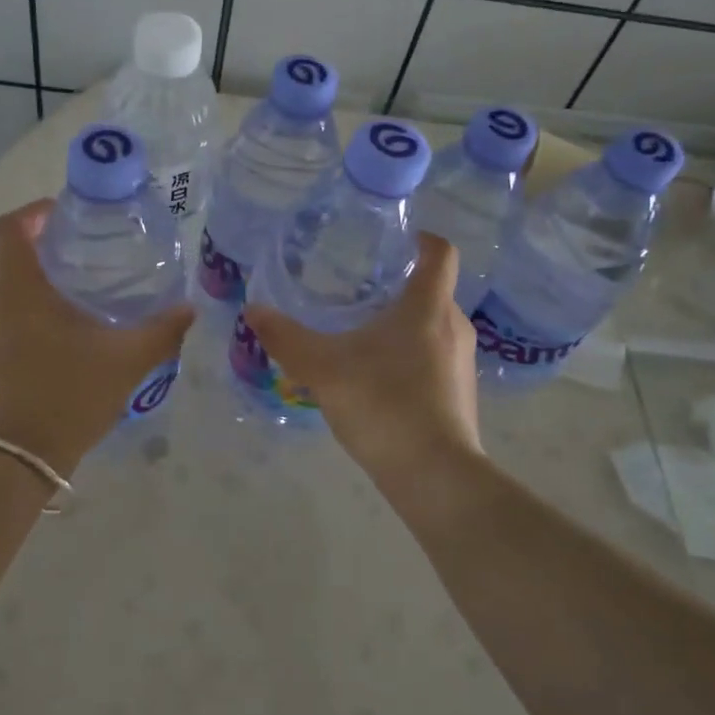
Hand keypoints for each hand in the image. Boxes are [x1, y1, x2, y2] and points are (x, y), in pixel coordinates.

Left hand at [0, 199, 193, 475]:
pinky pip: (0, 333)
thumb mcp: (126, 361)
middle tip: (88, 272)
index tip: (63, 215)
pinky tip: (55, 358)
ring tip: (77, 317)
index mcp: (21, 291)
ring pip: (9, 302)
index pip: (11, 228)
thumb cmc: (68, 397)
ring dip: (38, 301)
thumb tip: (189, 309)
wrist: (13, 463)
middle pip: (15, 265)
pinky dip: (25, 331)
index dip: (34, 212)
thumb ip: (161, 331)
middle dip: (49, 262)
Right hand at [244, 232, 483, 489]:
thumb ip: (286, 338)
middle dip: (398, 284)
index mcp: (428, 306)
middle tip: (356, 288)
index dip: (421, 238)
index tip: (392, 239)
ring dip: (403, 322)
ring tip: (361, 332)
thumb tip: (252, 310)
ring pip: (433, 325)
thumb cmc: (383, 405)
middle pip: (432, 289)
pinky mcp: (460, 393)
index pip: (440, 252)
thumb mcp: (323, 368)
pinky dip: (410, 354)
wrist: (434, 476)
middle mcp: (454, 326)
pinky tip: (377, 376)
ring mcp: (462, 362)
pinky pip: (435, 356)